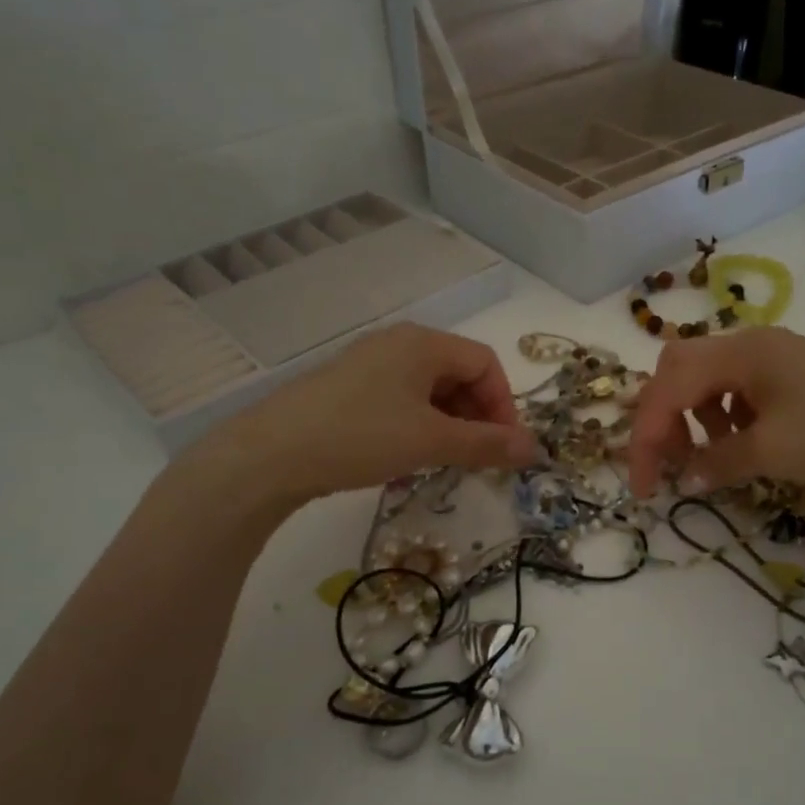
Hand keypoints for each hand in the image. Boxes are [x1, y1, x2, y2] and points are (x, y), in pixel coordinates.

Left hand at [178, 324, 538, 509]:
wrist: (269, 454)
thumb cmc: (361, 436)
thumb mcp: (431, 442)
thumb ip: (487, 444)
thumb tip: (535, 449)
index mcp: (423, 343)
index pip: (485, 362)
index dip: (503, 404)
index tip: (502, 447)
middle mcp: (398, 344)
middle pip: (457, 373)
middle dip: (476, 416)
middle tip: (475, 458)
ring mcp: (369, 364)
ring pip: (429, 390)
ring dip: (448, 424)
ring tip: (442, 461)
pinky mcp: (347, 388)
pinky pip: (401, 399)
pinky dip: (418, 425)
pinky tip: (407, 455)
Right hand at [625, 327, 804, 501]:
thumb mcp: (773, 452)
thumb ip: (717, 462)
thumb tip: (684, 478)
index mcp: (740, 352)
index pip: (668, 387)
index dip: (646, 436)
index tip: (643, 486)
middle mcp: (751, 345)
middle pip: (681, 371)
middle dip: (663, 418)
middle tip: (667, 463)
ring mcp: (776, 358)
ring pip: (709, 381)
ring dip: (694, 419)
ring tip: (711, 458)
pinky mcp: (795, 377)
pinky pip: (740, 391)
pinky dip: (726, 419)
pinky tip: (745, 444)